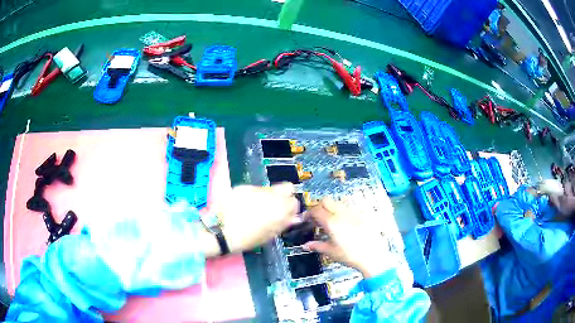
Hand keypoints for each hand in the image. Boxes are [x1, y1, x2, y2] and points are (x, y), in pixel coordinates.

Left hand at [213, 183, 298, 253]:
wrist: (220, 231)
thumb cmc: (246, 239)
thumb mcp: (268, 235)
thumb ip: (283, 224)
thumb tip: (293, 218)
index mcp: (279, 210)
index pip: (295, 201)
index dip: (291, 208)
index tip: (286, 213)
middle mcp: (271, 196)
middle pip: (287, 187)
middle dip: (284, 196)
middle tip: (275, 206)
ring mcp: (257, 189)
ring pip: (270, 188)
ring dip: (268, 195)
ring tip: (257, 207)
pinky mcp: (244, 187)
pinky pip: (255, 189)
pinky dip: (253, 195)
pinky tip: (245, 205)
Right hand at [303, 198, 391, 277]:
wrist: (373, 256)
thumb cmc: (350, 255)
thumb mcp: (331, 252)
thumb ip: (317, 246)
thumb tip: (306, 245)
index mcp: (331, 222)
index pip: (316, 210)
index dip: (309, 213)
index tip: (306, 219)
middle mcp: (341, 214)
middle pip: (326, 200)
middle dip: (319, 206)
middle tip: (317, 218)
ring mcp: (352, 213)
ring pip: (337, 202)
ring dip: (330, 208)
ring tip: (330, 221)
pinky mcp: (361, 215)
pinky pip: (347, 208)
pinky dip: (341, 212)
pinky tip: (343, 224)